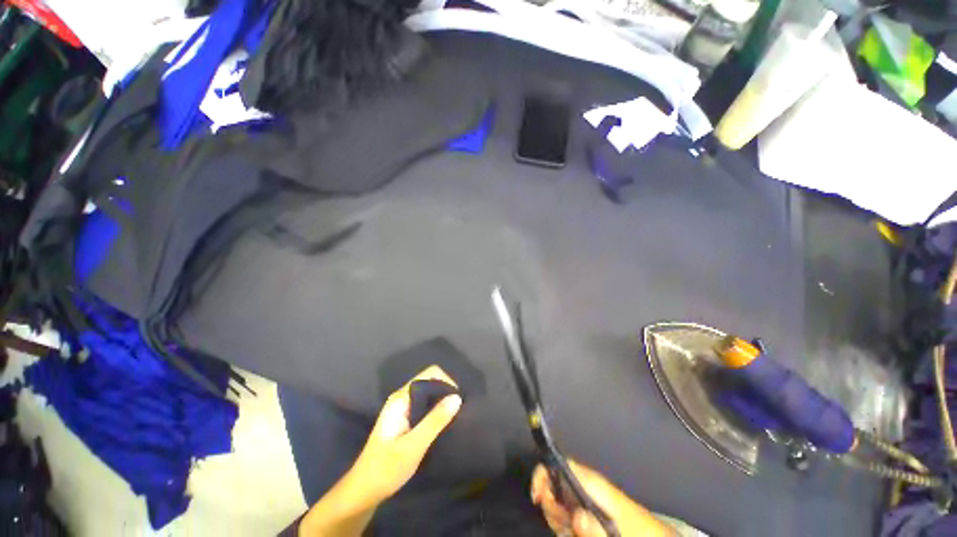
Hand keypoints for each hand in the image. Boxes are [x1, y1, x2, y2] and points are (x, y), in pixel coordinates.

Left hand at [298, 366, 461, 536]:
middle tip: (459, 410)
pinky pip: (425, 406)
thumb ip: (435, 421)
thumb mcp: (413, 446)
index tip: (458, 400)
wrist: (362, 492)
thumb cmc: (385, 469)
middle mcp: (402, 398)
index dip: (446, 381)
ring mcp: (403, 409)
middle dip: (446, 391)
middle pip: (430, 382)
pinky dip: (436, 410)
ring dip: (442, 401)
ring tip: (455, 416)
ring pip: (428, 395)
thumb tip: (457, 398)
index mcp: (401, 398)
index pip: (429, 374)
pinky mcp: (405, 420)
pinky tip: (444, 424)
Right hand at [531, 460, 673, 536]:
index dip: (543, 474)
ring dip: (558, 519)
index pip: (560, 464)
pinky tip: (575, 534)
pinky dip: (565, 526)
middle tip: (563, 525)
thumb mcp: (618, 532)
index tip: (537, 498)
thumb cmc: (638, 531)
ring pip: (558, 502)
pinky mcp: (589, 513)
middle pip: (553, 484)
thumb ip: (596, 529)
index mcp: (591, 483)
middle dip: (551, 505)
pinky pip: (568, 515)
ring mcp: (587, 500)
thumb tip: (575, 516)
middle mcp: (585, 487)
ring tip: (572, 533)